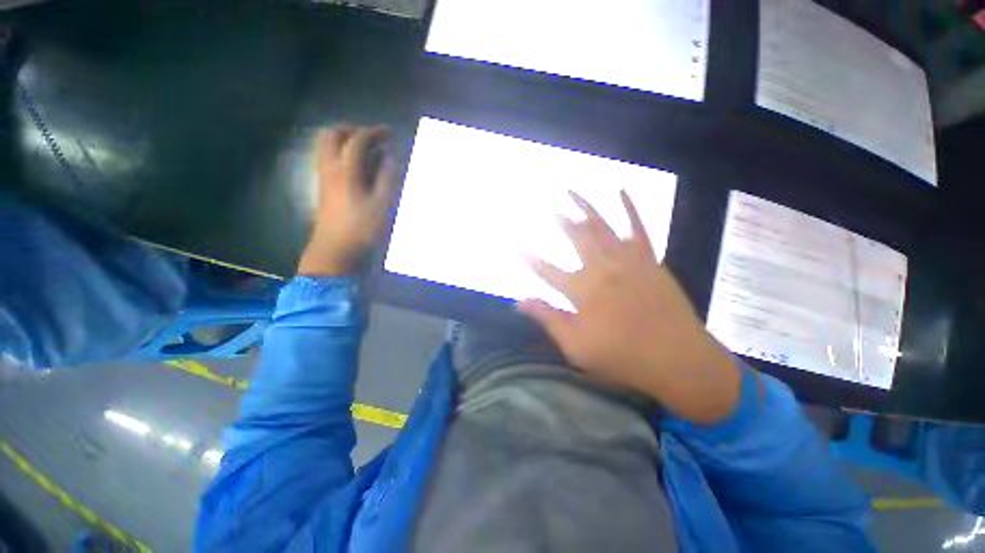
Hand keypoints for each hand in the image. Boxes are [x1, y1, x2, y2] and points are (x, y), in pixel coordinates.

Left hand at [298, 125, 397, 276]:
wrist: (335, 248)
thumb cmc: (362, 227)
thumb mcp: (382, 204)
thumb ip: (386, 178)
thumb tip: (388, 158)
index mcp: (346, 170)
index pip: (357, 140)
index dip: (374, 132)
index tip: (389, 133)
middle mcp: (330, 167)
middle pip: (331, 135)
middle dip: (352, 130)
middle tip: (371, 138)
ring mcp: (323, 176)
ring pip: (325, 146)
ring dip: (344, 140)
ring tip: (365, 149)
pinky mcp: (323, 186)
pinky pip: (327, 158)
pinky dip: (340, 153)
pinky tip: (357, 166)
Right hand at [519, 191, 741, 424]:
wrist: (679, 360)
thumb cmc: (623, 357)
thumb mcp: (576, 346)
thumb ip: (548, 319)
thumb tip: (518, 302)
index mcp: (582, 291)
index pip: (546, 270)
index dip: (529, 258)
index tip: (515, 246)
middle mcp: (602, 268)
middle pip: (575, 237)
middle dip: (558, 221)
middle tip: (546, 209)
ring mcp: (628, 260)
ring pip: (602, 225)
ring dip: (585, 206)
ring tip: (571, 192)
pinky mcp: (649, 259)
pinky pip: (639, 227)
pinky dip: (630, 207)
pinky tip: (621, 191)